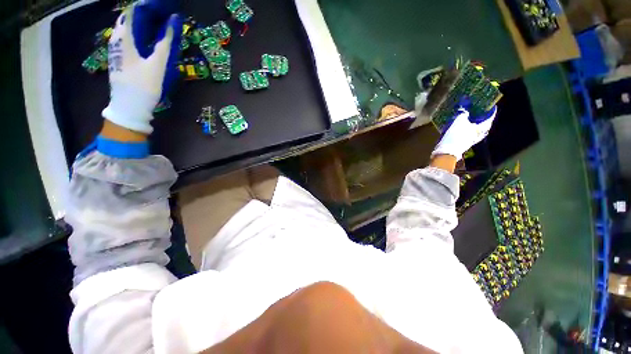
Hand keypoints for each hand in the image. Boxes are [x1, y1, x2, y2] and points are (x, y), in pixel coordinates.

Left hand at [102, 2, 181, 133]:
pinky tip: (149, 37)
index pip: (133, 10)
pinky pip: (128, 37)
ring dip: (142, 22)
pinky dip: (139, 32)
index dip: (147, 4)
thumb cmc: (143, 85)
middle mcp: (117, 39)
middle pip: (128, 17)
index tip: (163, 6)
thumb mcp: (157, 64)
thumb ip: (165, 42)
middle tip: (162, 14)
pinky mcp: (119, 57)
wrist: (129, 107)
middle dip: (145, 12)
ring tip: (158, 23)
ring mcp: (116, 48)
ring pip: (127, 27)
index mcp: (124, 37)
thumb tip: (173, 21)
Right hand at [432, 105, 496, 160]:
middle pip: (483, 125)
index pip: (489, 118)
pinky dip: (466, 129)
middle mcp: (478, 135)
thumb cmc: (456, 135)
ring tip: (469, 118)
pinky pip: (467, 134)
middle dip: (482, 118)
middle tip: (480, 111)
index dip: (491, 111)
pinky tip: (461, 126)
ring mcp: (470, 140)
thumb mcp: (459, 121)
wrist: (446, 151)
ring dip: (473, 124)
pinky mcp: (462, 143)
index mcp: (481, 129)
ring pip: (475, 130)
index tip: (491, 105)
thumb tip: (465, 101)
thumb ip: (463, 112)